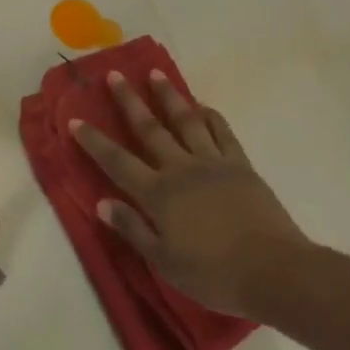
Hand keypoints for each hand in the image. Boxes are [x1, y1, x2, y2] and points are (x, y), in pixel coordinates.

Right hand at [71, 72, 307, 317]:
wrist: (273, 270)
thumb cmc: (215, 275)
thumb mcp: (165, 263)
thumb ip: (133, 229)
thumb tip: (102, 203)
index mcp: (159, 195)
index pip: (117, 162)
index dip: (94, 141)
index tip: (76, 119)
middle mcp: (181, 169)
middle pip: (150, 129)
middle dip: (129, 101)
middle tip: (115, 74)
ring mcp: (213, 162)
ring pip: (185, 120)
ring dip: (168, 96)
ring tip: (156, 74)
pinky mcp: (240, 164)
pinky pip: (222, 132)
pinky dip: (210, 116)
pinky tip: (203, 106)